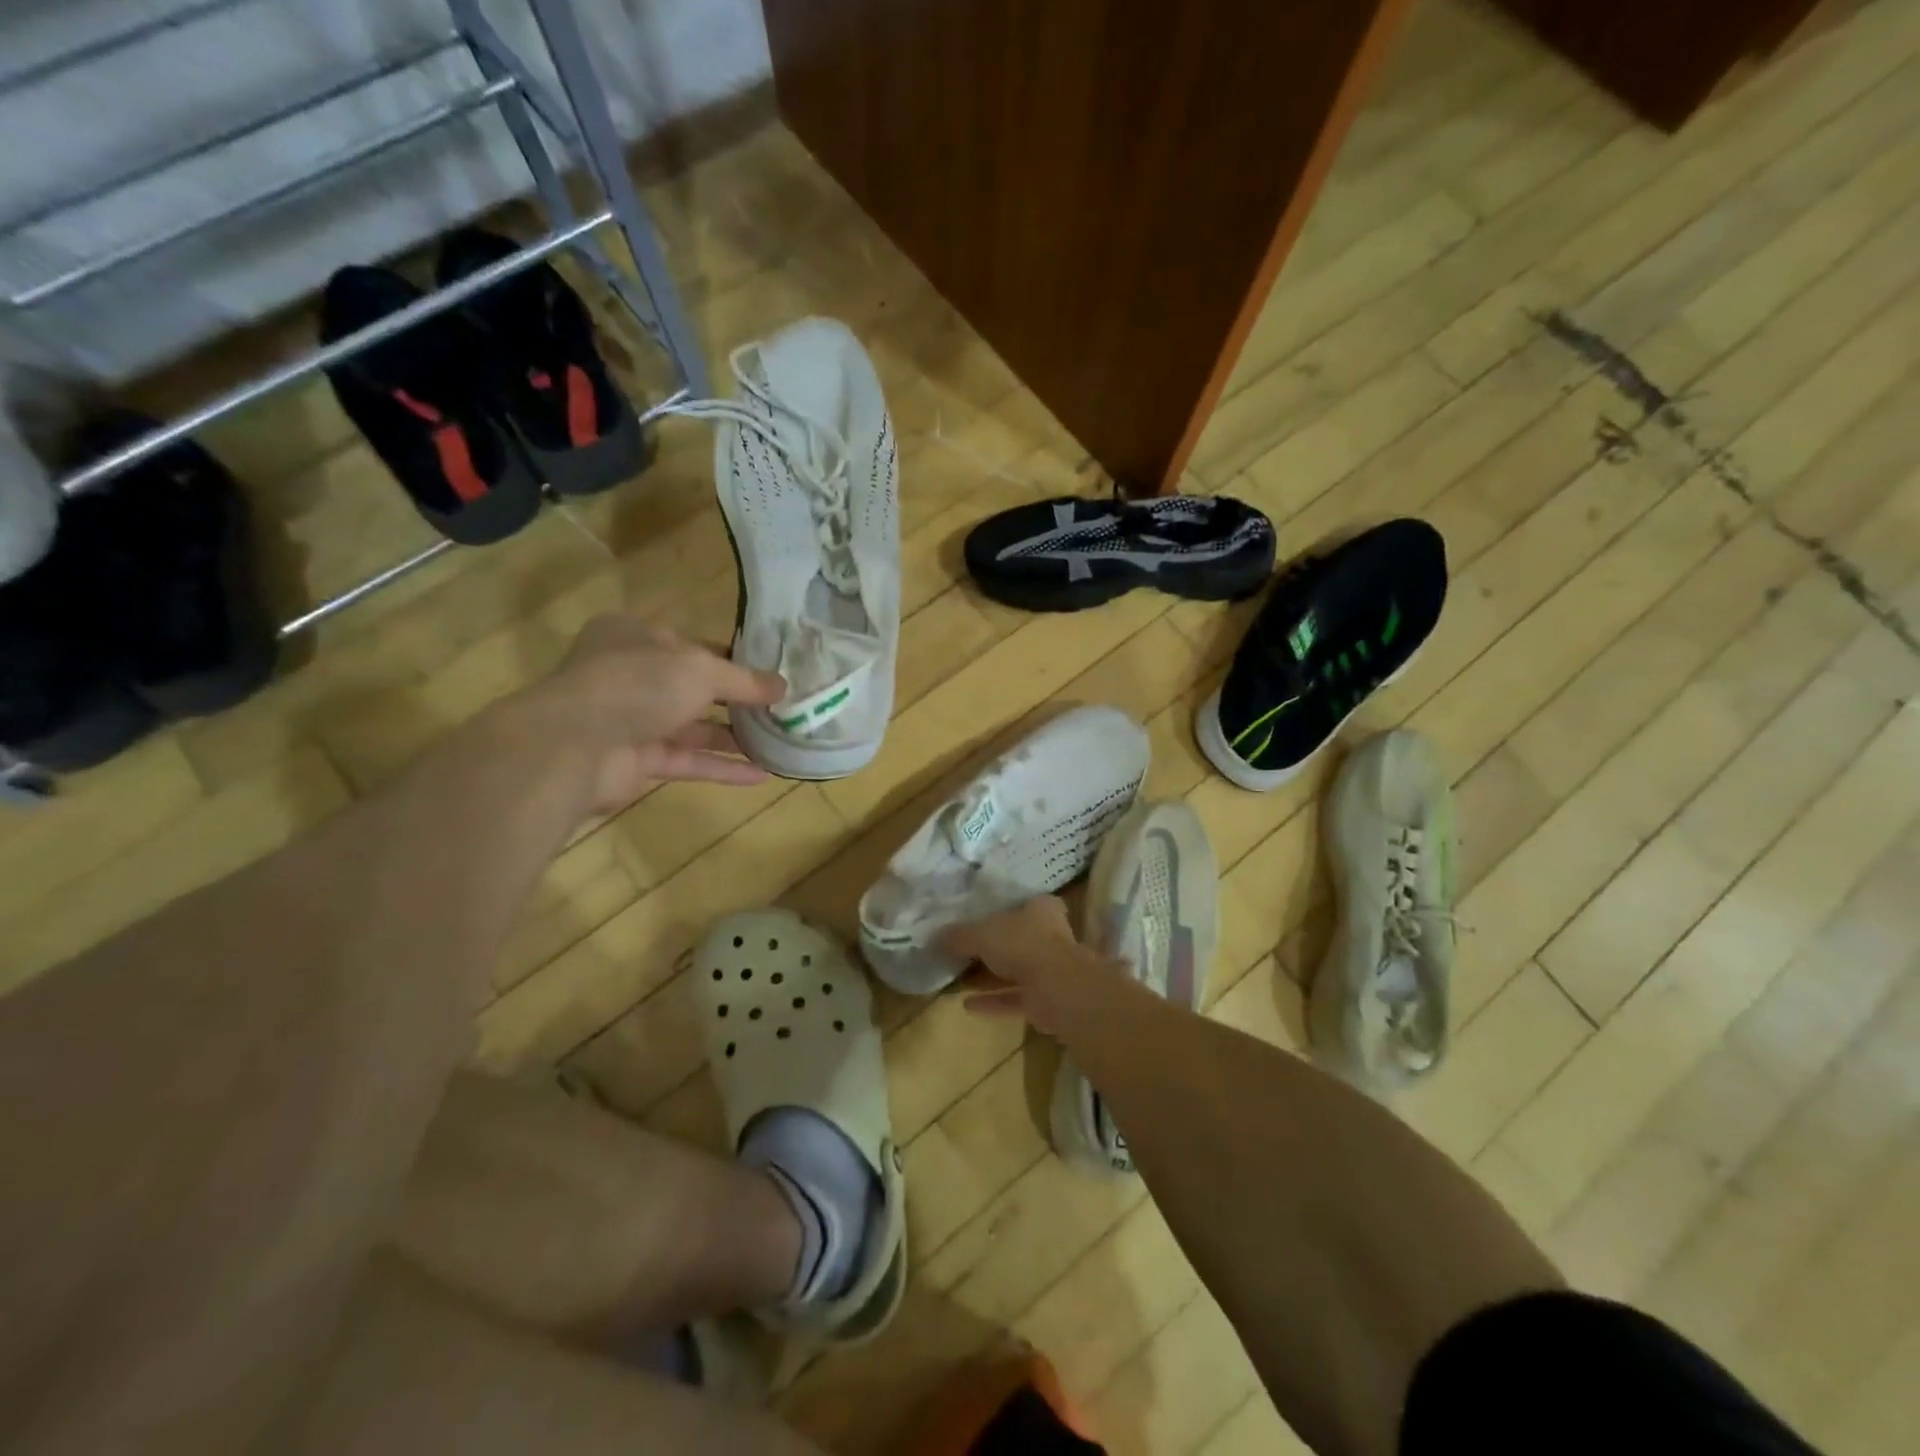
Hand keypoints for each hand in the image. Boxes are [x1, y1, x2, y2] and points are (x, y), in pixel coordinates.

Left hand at [541, 615, 786, 814]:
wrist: (576, 743)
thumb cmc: (639, 684)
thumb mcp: (701, 669)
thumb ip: (744, 680)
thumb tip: (783, 686)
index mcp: (636, 637)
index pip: (692, 645)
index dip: (732, 659)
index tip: (769, 674)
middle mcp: (632, 675)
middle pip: (693, 688)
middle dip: (736, 701)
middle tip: (779, 710)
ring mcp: (632, 720)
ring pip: (691, 728)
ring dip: (732, 737)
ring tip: (776, 742)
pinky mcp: (636, 761)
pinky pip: (686, 761)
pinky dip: (720, 768)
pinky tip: (760, 775)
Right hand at [940, 896, 1097, 1035]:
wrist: (1057, 987)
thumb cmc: (1022, 943)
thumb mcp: (982, 933)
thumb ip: (960, 936)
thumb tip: (936, 937)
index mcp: (1040, 909)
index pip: (1022, 904)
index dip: (1002, 910)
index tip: (979, 918)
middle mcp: (1049, 936)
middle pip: (1016, 939)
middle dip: (992, 948)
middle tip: (962, 952)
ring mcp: (1050, 969)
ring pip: (1015, 971)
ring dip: (990, 977)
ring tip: (959, 979)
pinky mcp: (1046, 999)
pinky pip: (1014, 998)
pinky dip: (993, 1001)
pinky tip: (967, 1005)